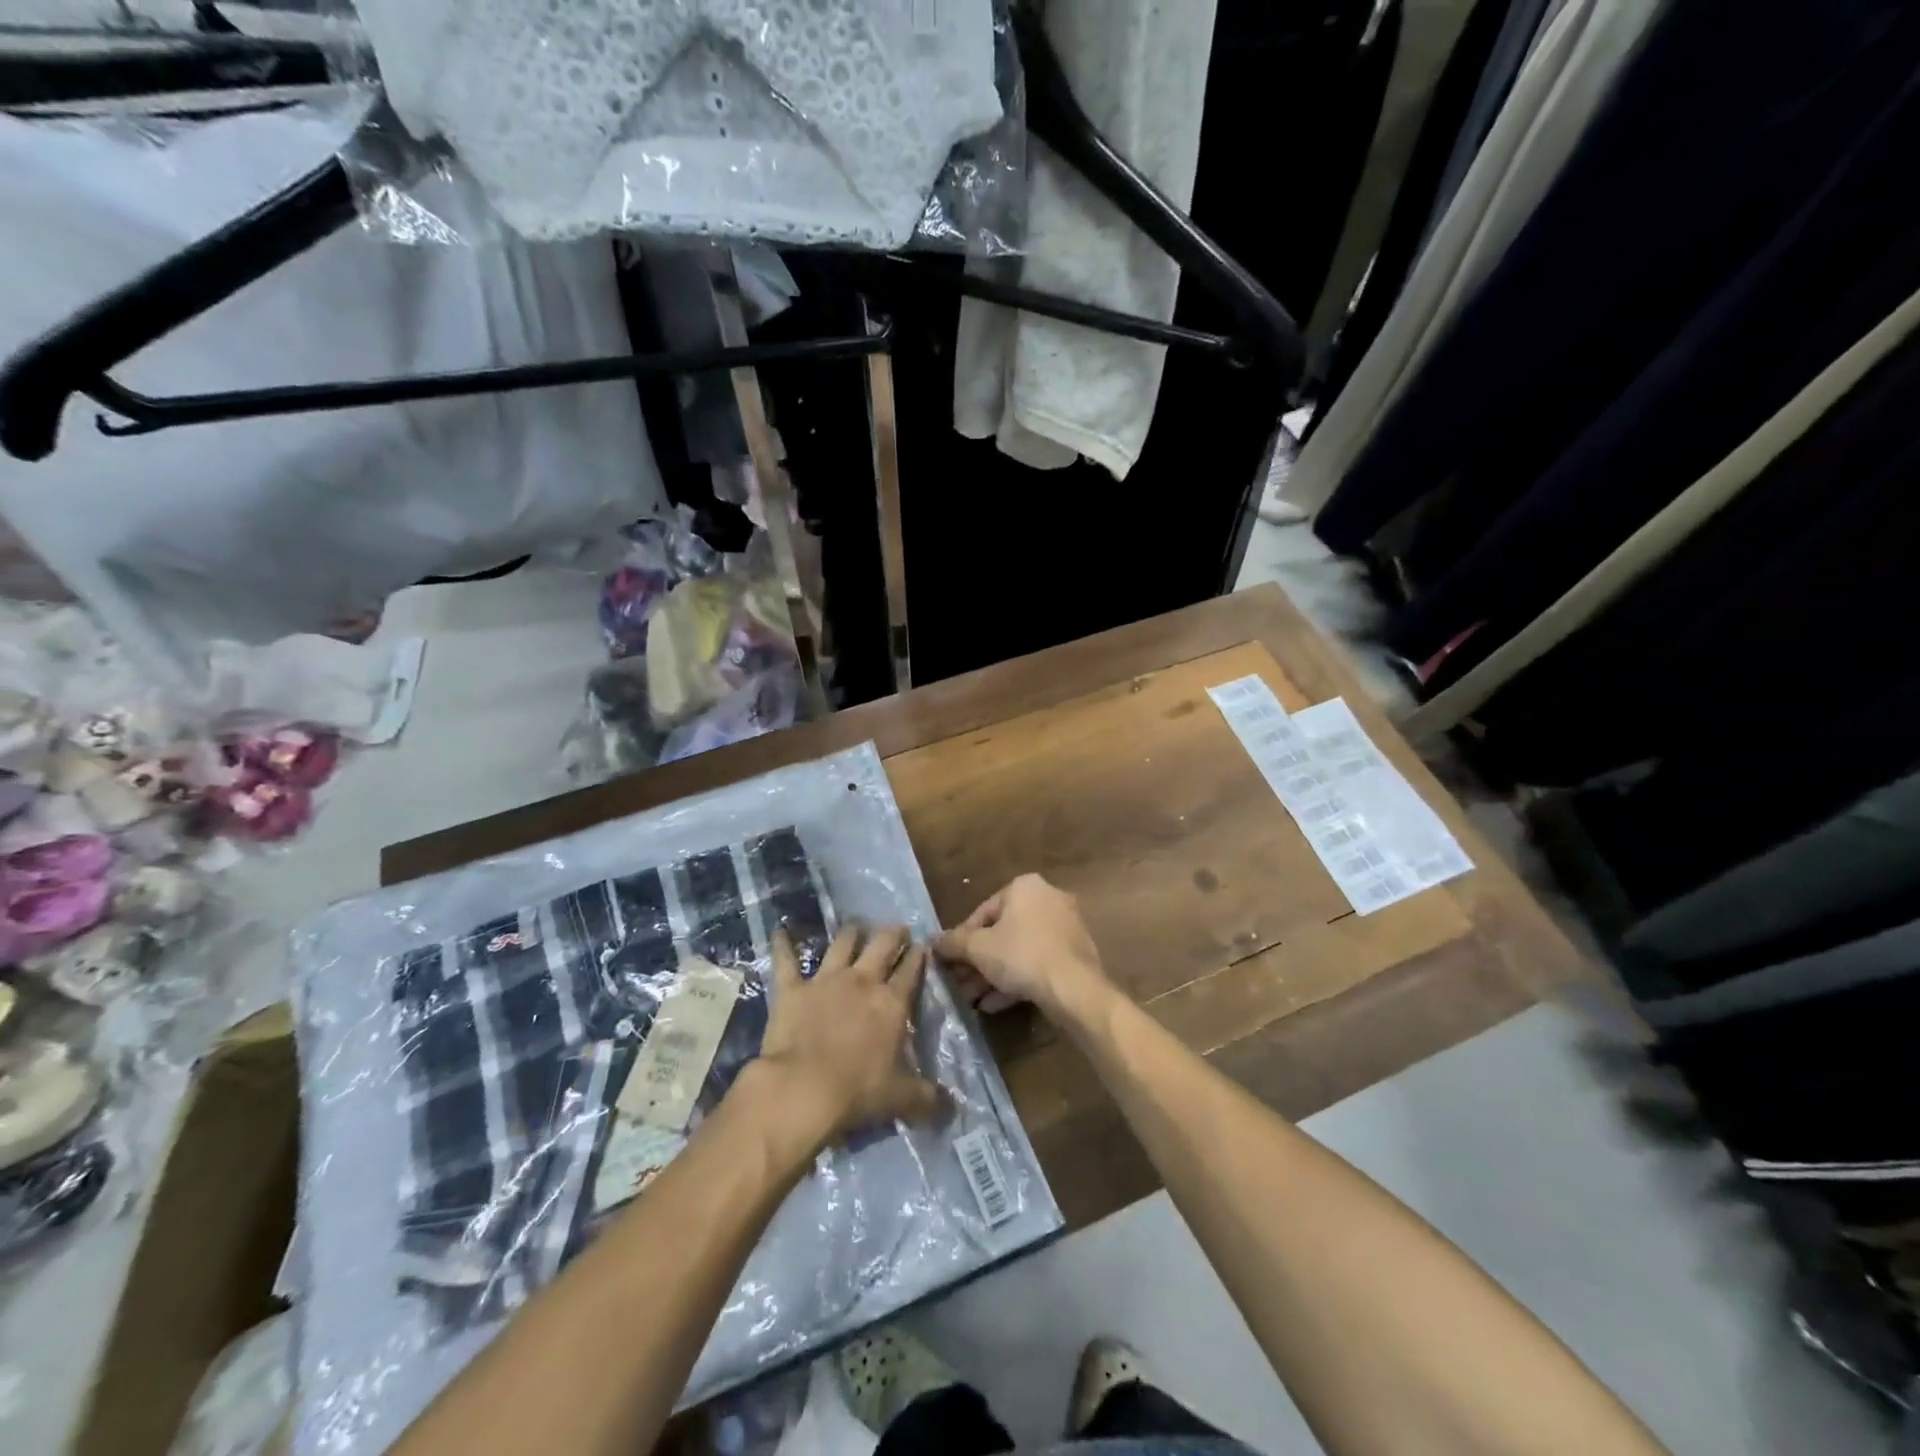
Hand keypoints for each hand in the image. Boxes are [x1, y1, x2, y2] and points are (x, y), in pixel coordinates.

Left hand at [750, 923, 942, 1149]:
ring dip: (850, 933)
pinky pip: (786, 960)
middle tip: (897, 928)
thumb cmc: (858, 1092)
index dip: (919, 956)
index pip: (911, 971)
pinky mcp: (792, 989)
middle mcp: (862, 982)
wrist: (803, 1089)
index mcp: (892, 1003)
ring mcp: (825, 981)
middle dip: (892, 934)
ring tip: (856, 925)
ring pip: (841, 944)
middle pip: (881, 945)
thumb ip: (926, 1097)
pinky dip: (783, 944)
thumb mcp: (901, 1099)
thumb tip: (950, 1106)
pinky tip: (780, 931)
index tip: (923, 945)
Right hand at [935, 874, 1111, 1020]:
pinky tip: (993, 1005)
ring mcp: (1064, 927)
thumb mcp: (979, 949)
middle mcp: (1047, 899)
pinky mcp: (1073, 954)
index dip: (962, 939)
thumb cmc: (1021, 955)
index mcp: (1024, 887)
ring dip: (993, 974)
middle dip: (978, 961)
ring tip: (972, 999)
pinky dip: (1015, 980)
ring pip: (1019, 950)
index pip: (982, 912)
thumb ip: (953, 942)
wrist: (1074, 988)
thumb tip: (932, 942)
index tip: (950, 962)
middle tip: (959, 983)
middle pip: (1001, 932)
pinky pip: (1037, 963)